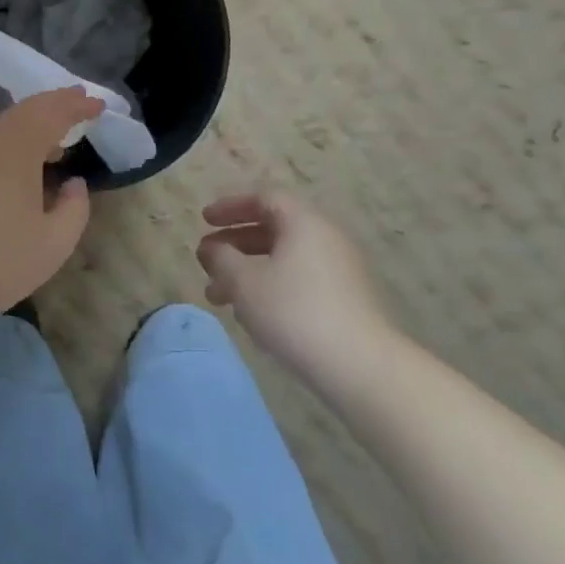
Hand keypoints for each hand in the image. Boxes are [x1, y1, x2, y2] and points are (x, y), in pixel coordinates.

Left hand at [0, 88, 102, 337]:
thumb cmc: (0, 264)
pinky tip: (16, 172)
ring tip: (53, 144)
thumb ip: (75, 206)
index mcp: (14, 151)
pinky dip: (8, 146)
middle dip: (52, 105)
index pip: (49, 114)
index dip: (75, 105)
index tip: (97, 104)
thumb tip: (73, 183)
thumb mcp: (55, 242)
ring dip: (29, 127)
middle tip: (77, 102)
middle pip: (21, 112)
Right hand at [196, 192, 385, 370]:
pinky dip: (271, 287)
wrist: (360, 365)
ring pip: (284, 259)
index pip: (263, 198)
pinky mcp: (345, 299)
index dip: (230, 207)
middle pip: (273, 229)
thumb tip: (212, 248)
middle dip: (234, 245)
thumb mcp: (244, 282)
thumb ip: (221, 258)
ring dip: (248, 272)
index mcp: (304, 221)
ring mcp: (339, 268)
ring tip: (218, 297)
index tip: (204, 221)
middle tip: (206, 262)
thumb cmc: (294, 311)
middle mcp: (325, 236)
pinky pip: (299, 280)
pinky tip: (252, 316)